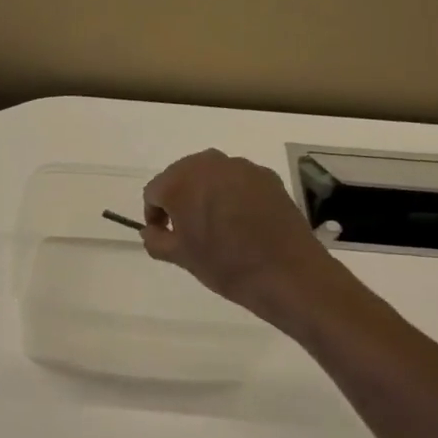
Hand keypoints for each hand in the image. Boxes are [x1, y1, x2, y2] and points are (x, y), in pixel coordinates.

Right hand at [143, 149, 343, 324]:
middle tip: (187, 230)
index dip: (155, 215)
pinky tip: (242, 223)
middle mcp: (210, 164)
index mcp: (181, 181)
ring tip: (216, 226)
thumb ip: (156, 240)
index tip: (164, 235)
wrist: (286, 272)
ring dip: (206, 196)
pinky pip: (238, 182)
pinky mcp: (267, 177)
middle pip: (182, 176)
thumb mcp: (181, 257)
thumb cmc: (225, 265)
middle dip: (180, 200)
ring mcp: (242, 167)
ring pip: (212, 177)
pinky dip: (233, 196)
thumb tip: (151, 231)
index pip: (154, 192)